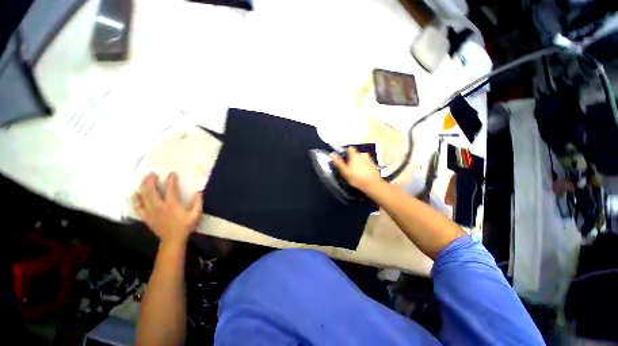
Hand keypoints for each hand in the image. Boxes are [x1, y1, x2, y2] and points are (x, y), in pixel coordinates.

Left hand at [133, 172, 202, 245]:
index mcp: (172, 205)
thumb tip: (198, 191)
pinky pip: (137, 206)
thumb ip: (198, 202)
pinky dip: (135, 199)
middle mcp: (159, 206)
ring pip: (143, 196)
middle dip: (150, 180)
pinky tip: (136, 194)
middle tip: (152, 174)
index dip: (171, 180)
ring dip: (143, 186)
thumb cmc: (185, 226)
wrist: (173, 239)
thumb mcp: (196, 214)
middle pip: (151, 190)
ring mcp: (150, 211)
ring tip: (145, 180)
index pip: (170, 189)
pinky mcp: (146, 216)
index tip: (171, 173)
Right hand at [331, 147, 382, 192]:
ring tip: (356, 171)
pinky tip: (363, 174)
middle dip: (352, 158)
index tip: (343, 158)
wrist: (373, 185)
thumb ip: (338, 162)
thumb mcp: (345, 172)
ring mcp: (370, 160)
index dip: (346, 152)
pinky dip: (364, 166)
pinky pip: (367, 163)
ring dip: (359, 162)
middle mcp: (363, 154)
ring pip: (362, 159)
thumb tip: (332, 154)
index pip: (350, 148)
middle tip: (349, 166)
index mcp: (355, 155)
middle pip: (356, 154)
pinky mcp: (374, 165)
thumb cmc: (357, 178)